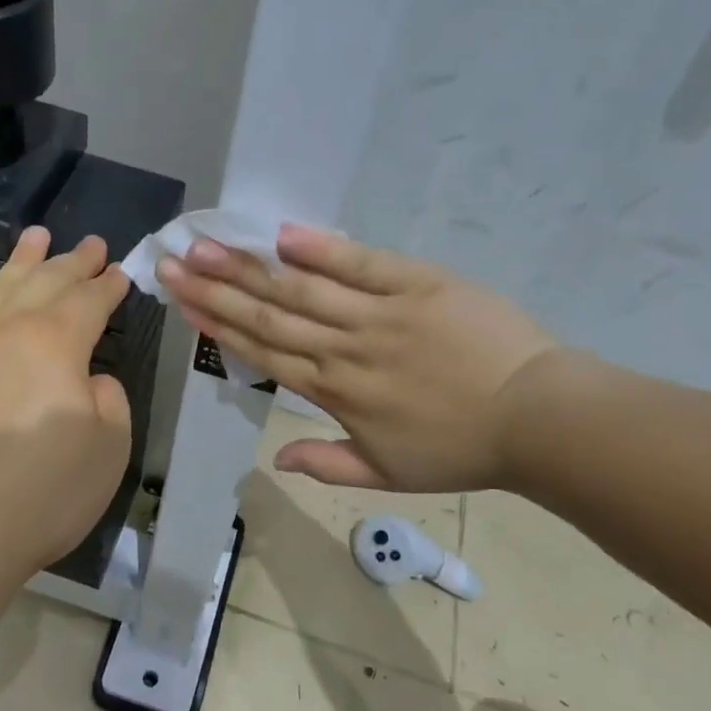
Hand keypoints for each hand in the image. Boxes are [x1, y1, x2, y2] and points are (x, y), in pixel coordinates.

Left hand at [0, 227, 132, 590]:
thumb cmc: (42, 492)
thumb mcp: (109, 448)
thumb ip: (108, 400)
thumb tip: (89, 379)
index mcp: (57, 342)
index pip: (91, 301)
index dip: (109, 284)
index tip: (122, 270)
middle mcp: (7, 330)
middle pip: (46, 283)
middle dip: (72, 261)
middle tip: (91, 242)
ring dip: (17, 263)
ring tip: (34, 236)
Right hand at [158, 225, 554, 492]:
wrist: (536, 417)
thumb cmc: (460, 449)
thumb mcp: (388, 475)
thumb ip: (327, 464)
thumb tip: (273, 461)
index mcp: (335, 392)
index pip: (263, 352)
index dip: (218, 324)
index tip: (182, 300)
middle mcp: (345, 348)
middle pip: (269, 314)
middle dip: (216, 288)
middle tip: (173, 261)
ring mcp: (380, 313)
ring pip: (302, 288)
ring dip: (251, 267)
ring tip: (208, 243)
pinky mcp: (418, 284)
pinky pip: (363, 264)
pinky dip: (323, 249)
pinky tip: (283, 234)